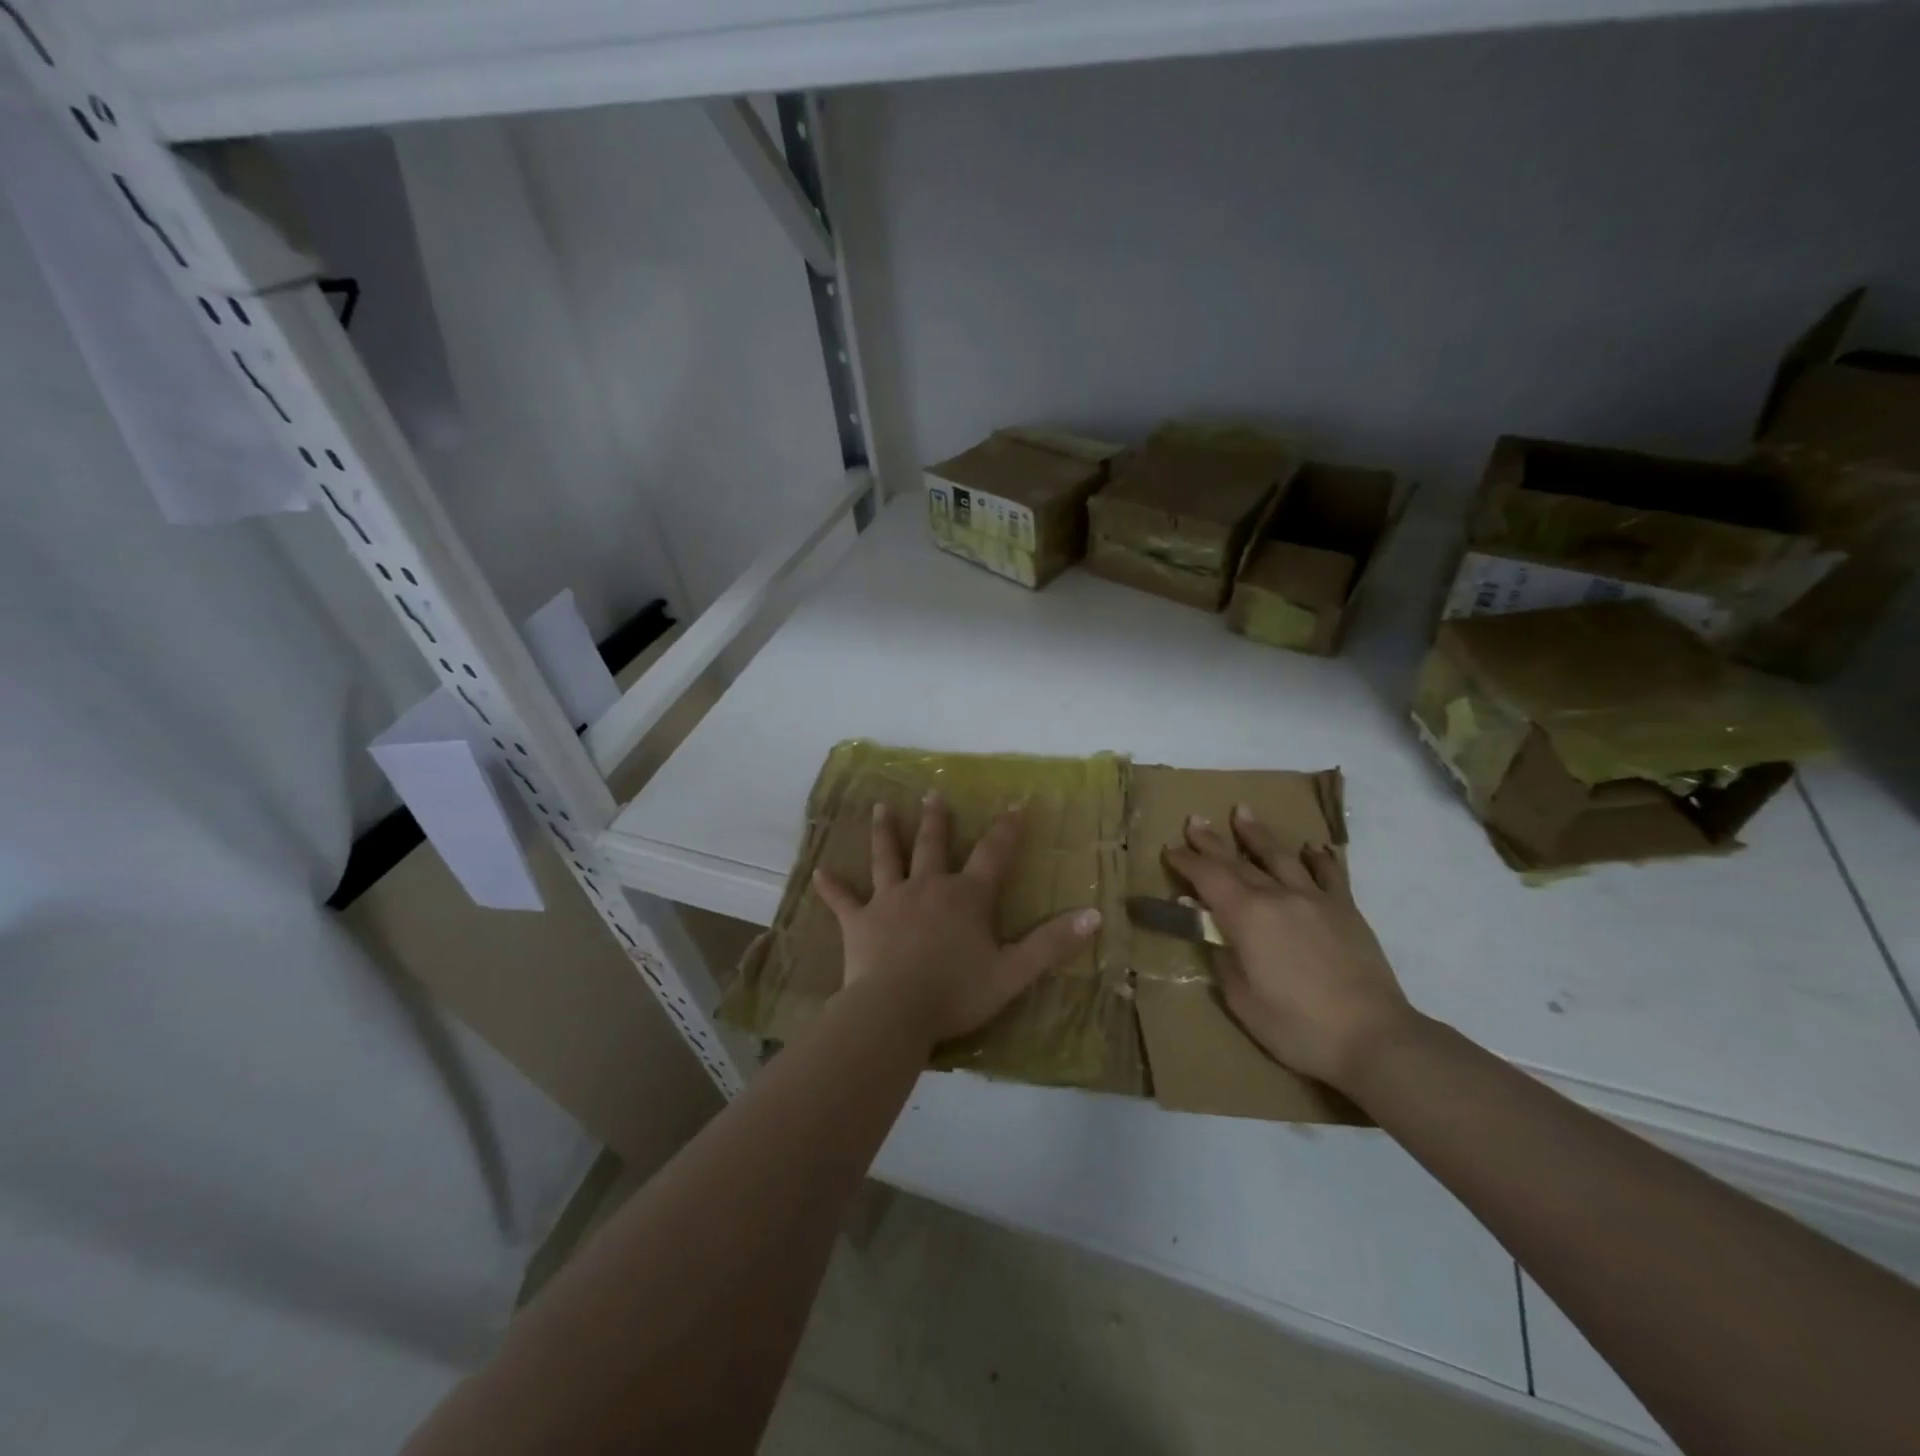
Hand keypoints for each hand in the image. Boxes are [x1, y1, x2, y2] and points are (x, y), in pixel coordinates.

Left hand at [813, 792, 1101, 1048]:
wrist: (895, 1011)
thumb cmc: (957, 993)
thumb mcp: (1014, 972)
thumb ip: (1052, 943)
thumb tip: (1095, 916)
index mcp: (966, 897)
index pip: (994, 855)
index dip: (1007, 829)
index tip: (1016, 804)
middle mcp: (928, 887)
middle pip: (934, 845)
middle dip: (936, 819)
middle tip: (932, 794)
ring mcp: (890, 901)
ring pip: (887, 858)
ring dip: (885, 833)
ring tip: (880, 808)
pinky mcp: (859, 922)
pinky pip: (843, 900)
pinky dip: (831, 887)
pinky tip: (817, 872)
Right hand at [1163, 806, 1411, 1090]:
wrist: (1373, 1038)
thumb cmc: (1297, 1026)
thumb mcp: (1241, 999)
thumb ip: (1222, 955)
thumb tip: (1208, 925)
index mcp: (1246, 916)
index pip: (1207, 876)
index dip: (1186, 861)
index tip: (1170, 850)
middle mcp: (1278, 896)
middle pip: (1237, 860)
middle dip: (1211, 841)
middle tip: (1194, 820)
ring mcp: (1315, 899)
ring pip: (1280, 856)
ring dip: (1257, 834)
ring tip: (1242, 812)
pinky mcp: (1346, 910)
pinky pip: (1328, 874)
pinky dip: (1317, 858)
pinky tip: (1311, 848)